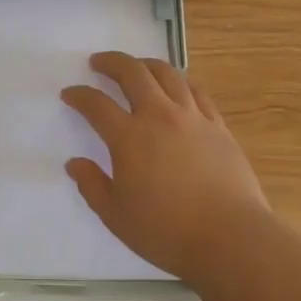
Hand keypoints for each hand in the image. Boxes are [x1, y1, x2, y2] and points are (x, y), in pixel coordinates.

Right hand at [61, 52, 271, 282]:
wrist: (231, 239)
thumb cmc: (167, 232)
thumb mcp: (116, 216)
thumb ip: (92, 185)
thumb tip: (75, 163)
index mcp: (129, 137)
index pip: (96, 104)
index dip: (79, 96)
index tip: (69, 94)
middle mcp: (159, 116)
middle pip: (132, 73)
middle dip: (111, 62)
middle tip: (99, 62)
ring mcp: (192, 118)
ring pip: (167, 74)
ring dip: (146, 64)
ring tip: (136, 66)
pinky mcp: (218, 126)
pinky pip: (196, 92)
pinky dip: (180, 82)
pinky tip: (176, 87)